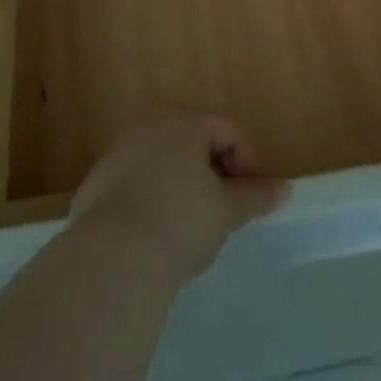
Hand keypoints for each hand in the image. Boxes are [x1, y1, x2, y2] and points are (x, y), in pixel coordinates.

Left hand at [70, 112, 291, 283]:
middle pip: (191, 141)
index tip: (254, 197)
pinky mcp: (95, 185)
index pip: (225, 129)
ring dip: (181, 185)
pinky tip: (156, 236)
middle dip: (212, 171)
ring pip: (160, 162)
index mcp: (182, 121)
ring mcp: (117, 153)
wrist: (113, 259)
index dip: (247, 161)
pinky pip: (134, 185)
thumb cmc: (180, 221)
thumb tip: (284, 188)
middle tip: (226, 208)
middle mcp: (148, 126)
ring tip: (192, 226)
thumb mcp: (226, 210)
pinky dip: (151, 200)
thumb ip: (255, 195)